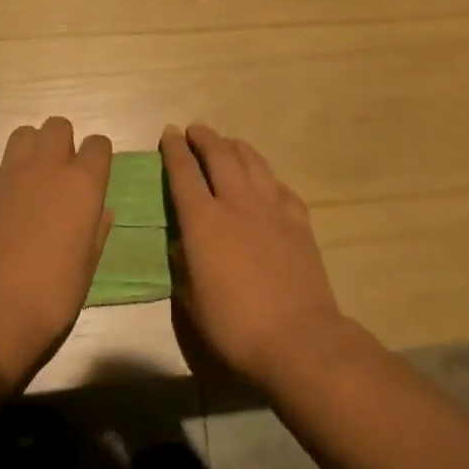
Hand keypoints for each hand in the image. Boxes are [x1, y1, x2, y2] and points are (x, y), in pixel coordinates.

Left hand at [0, 117, 113, 382]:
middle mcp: (48, 167)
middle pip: (58, 126)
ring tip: (28, 180)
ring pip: (23, 134)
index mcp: (83, 184)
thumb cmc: (52, 295)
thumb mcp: (87, 266)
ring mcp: (10, 173)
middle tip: (59, 174)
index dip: (96, 157)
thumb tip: (100, 211)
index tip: (93, 176)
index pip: (99, 144)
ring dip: (29, 151)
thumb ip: (96, 230)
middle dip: (61, 142)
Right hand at [161, 124, 347, 387]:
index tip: (169, 133)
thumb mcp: (191, 299)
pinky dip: (266, 176)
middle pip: (220, 155)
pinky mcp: (299, 219)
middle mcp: (237, 202)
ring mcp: (272, 207)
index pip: (184, 172)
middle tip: (195, 130)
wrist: (298, 337)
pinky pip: (279, 185)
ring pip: (252, 161)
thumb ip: (183, 262)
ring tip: (228, 142)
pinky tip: (265, 180)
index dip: (174, 149)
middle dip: (204, 138)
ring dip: (236, 147)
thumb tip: (181, 240)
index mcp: (203, 220)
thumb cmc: (235, 325)